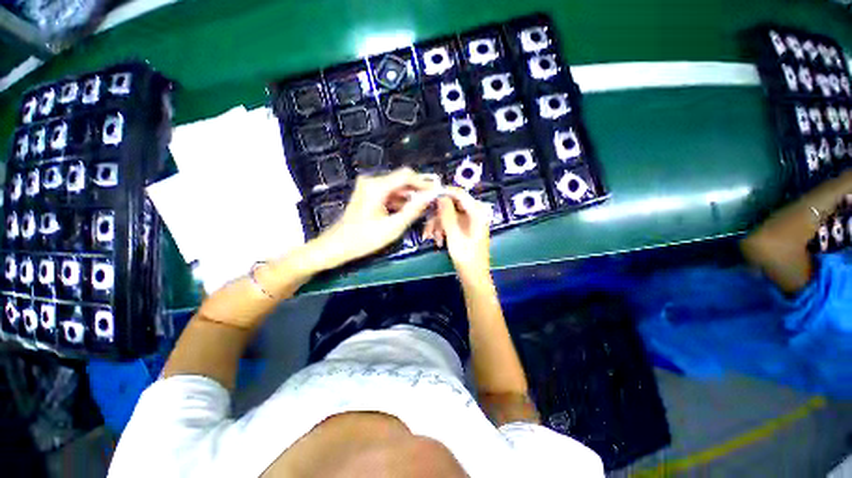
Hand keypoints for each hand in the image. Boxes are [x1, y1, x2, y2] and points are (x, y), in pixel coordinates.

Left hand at [308, 168, 438, 269]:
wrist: (337, 246)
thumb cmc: (364, 239)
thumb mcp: (393, 227)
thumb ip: (413, 210)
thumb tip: (430, 197)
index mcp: (377, 186)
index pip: (406, 175)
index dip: (424, 183)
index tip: (437, 192)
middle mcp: (372, 181)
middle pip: (401, 180)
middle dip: (418, 191)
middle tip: (431, 203)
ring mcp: (369, 187)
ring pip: (396, 187)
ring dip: (409, 197)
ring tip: (423, 209)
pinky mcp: (368, 193)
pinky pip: (389, 193)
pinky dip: (400, 201)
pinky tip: (407, 211)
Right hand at [424, 187, 491, 279]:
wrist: (473, 276)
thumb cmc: (466, 257)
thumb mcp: (454, 235)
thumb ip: (447, 215)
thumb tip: (440, 196)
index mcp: (477, 212)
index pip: (459, 193)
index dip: (443, 193)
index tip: (427, 197)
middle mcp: (474, 213)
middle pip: (451, 204)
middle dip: (437, 215)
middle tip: (426, 226)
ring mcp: (469, 220)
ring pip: (448, 214)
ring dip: (438, 224)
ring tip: (430, 237)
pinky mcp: (464, 227)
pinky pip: (450, 222)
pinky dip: (442, 229)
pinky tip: (438, 240)